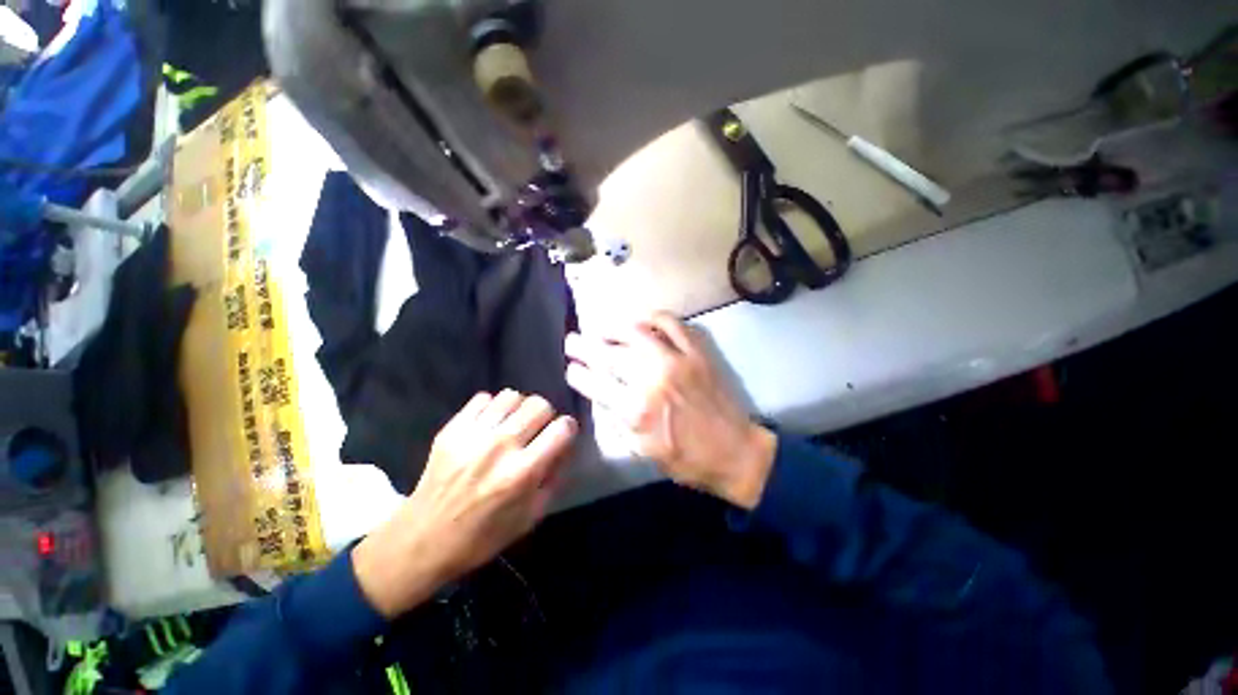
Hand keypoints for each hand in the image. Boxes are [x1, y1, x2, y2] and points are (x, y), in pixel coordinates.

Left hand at [353, 391, 577, 618]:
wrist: (422, 539)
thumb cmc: (482, 536)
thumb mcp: (530, 517)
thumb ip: (553, 478)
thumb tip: (565, 446)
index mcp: (523, 472)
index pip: (562, 428)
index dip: (568, 428)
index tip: (562, 435)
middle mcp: (500, 447)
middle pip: (539, 405)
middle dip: (546, 416)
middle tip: (537, 431)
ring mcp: (473, 435)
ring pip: (513, 396)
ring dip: (519, 409)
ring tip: (512, 425)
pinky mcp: (451, 429)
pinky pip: (483, 398)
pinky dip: (492, 408)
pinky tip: (489, 425)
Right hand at [565, 312, 776, 509]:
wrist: (735, 451)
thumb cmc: (686, 459)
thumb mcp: (642, 451)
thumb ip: (617, 420)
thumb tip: (602, 394)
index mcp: (636, 410)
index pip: (596, 383)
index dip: (577, 373)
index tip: (570, 368)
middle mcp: (652, 379)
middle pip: (608, 354)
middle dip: (584, 346)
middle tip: (572, 341)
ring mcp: (676, 361)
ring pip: (636, 332)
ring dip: (612, 328)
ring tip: (600, 328)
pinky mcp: (696, 352)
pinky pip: (671, 323)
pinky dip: (652, 317)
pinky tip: (640, 320)